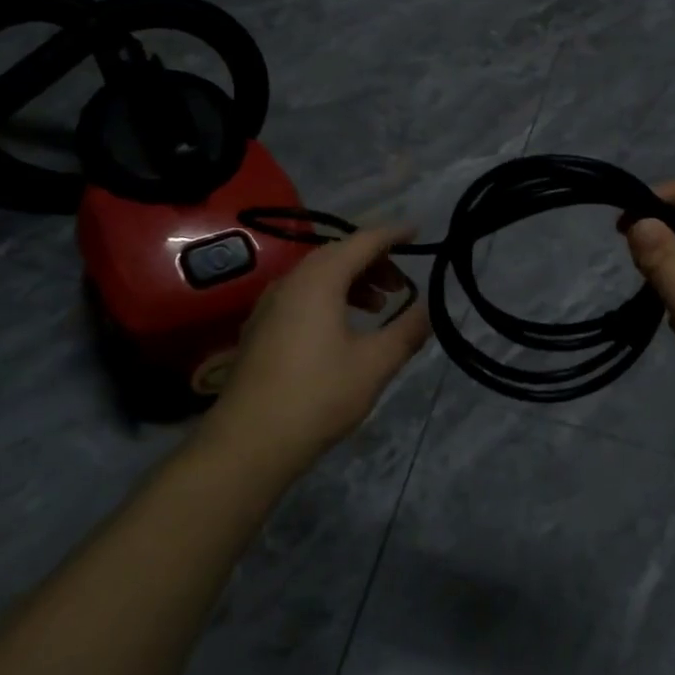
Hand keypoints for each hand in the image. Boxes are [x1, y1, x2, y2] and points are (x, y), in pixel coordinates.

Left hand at [205, 227, 431, 478]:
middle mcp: (291, 281)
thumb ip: (407, 331)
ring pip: (319, 275)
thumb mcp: (375, 364)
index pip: (363, 241)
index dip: (393, 234)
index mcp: (320, 279)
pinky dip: (331, 297)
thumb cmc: (317, 396)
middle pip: (339, 254)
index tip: (418, 232)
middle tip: (402, 285)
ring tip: (379, 307)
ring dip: (353, 281)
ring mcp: (270, 304)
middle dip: (375, 262)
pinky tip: (343, 328)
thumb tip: (428, 309)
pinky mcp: (261, 328)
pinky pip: (303, 294)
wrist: (247, 443)